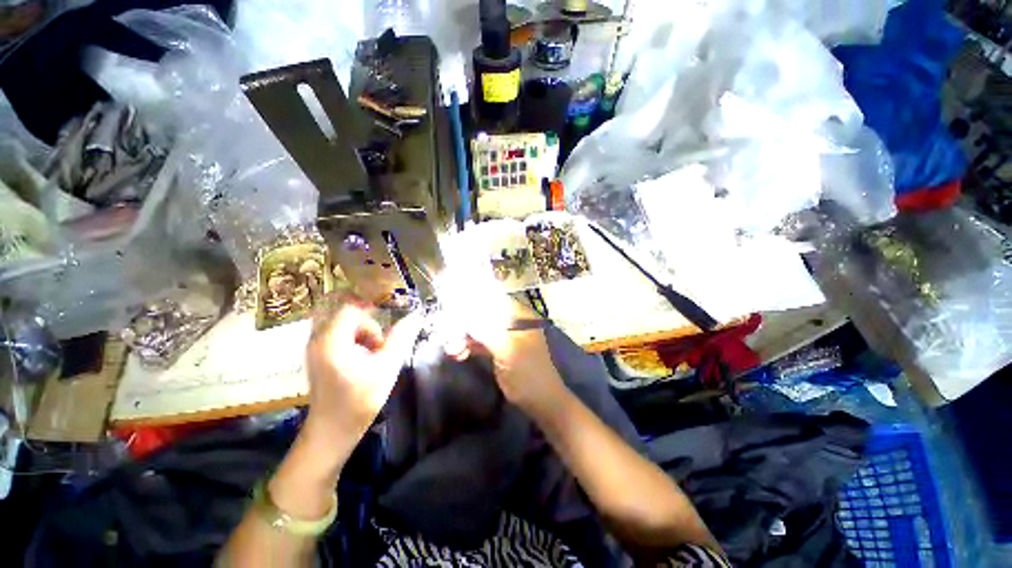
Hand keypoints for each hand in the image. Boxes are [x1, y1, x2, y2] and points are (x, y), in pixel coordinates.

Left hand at [303, 301, 423, 445]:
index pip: (351, 307)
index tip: (391, 318)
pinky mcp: (319, 354)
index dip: (373, 306)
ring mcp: (315, 347)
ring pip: (343, 323)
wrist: (332, 431)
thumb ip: (401, 338)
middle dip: (368, 324)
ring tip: (374, 354)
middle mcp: (318, 339)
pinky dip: (355, 339)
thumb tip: (415, 316)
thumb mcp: (387, 368)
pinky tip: (364, 358)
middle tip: (381, 343)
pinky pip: (338, 334)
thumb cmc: (359, 401)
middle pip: (346, 313)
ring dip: (363, 332)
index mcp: (331, 341)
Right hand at [448, 301, 566, 417]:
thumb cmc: (528, 374)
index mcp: (519, 315)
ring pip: (480, 329)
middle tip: (446, 335)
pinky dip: (469, 346)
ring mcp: (505, 335)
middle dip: (464, 324)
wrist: (540, 402)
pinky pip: (481, 342)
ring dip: (464, 337)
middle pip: (483, 315)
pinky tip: (457, 354)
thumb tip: (463, 313)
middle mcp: (512, 321)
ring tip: (450, 349)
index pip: (493, 301)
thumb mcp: (508, 351)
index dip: (471, 303)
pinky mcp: (499, 349)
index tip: (451, 310)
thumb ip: (487, 331)